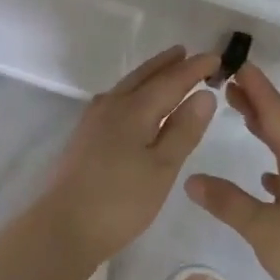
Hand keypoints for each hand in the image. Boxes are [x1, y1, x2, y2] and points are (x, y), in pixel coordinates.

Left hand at [36, 47, 222, 266]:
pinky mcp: (83, 138)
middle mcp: (111, 106)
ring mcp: (92, 122)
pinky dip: (132, 93)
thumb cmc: (120, 201)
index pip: (170, 81)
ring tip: (165, 71)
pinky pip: (114, 101)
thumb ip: (183, 130)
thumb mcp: (162, 168)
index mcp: (134, 110)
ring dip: (148, 76)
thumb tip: (204, 94)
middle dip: (167, 65)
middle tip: (187, 53)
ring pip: (126, 87)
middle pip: (143, 77)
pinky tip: (132, 104)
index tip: (216, 58)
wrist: (63, 227)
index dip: (194, 69)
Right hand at [186, 63, 279, 279]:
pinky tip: (266, 175)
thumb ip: (228, 203)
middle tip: (229, 85)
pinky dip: (278, 163)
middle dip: (258, 104)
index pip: (277, 116)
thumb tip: (192, 179)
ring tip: (242, 117)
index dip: (258, 89)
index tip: (239, 64)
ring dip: (267, 131)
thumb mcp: (262, 230)